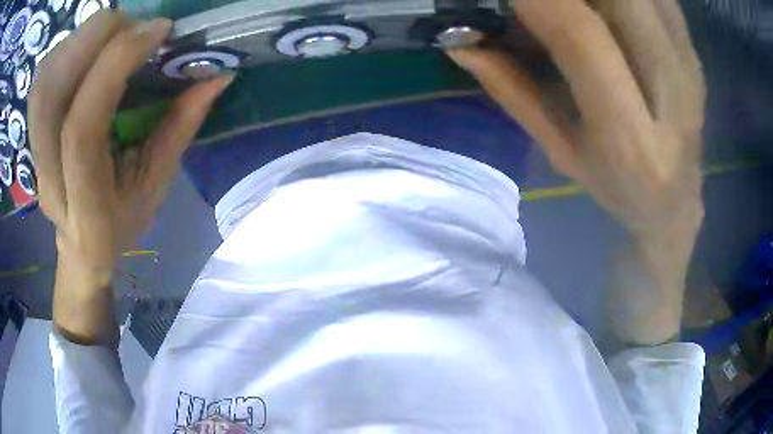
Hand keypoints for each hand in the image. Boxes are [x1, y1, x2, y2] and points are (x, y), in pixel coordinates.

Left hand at [30, 12, 232, 278]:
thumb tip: (217, 76)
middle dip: (94, 40)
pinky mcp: (33, 134)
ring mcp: (35, 155)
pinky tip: (91, 46)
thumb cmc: (120, 223)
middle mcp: (49, 178)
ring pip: (43, 82)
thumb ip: (180, 128)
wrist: (80, 246)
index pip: (82, 127)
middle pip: (50, 95)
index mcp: (85, 205)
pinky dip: (68, 48)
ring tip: (115, 32)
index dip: (115, 66)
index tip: (158, 32)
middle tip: (135, 26)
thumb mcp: (155, 186)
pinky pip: (42, 79)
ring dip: (80, 40)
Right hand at [448, 0, 706, 344]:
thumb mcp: (560, 152)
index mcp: (630, 140)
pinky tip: (608, 4)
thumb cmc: (616, 188)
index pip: (581, 37)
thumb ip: (514, 92)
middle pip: (621, 0)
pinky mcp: (694, 51)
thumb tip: (463, 43)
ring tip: (578, 4)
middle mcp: (671, 95)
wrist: (676, 203)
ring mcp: (689, 67)